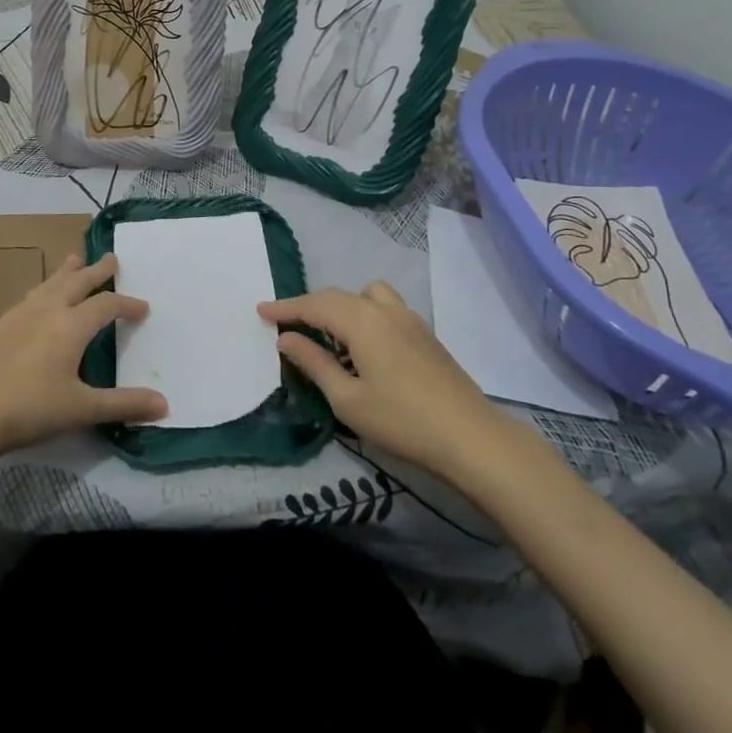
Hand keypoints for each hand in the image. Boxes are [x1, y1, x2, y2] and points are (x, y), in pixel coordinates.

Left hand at [0, 254, 167, 456]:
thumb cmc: (31, 408)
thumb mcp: (83, 409)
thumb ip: (124, 404)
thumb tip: (165, 405)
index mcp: (72, 325)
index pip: (107, 305)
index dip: (127, 304)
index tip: (143, 308)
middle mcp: (49, 310)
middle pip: (78, 282)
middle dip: (97, 271)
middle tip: (111, 258)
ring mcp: (21, 315)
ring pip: (50, 283)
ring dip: (67, 271)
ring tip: (74, 259)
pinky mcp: (1, 326)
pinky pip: (30, 295)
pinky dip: (44, 288)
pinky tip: (38, 297)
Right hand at [259, 282, 505, 476]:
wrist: (471, 437)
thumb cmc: (402, 420)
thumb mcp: (347, 399)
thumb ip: (314, 363)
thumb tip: (286, 338)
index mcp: (362, 320)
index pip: (314, 305)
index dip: (286, 307)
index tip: (260, 310)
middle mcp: (385, 310)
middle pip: (338, 296)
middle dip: (310, 306)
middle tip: (287, 324)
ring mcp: (410, 319)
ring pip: (367, 295)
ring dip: (343, 306)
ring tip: (331, 334)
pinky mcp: (425, 334)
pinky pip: (385, 308)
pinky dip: (365, 314)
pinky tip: (364, 347)